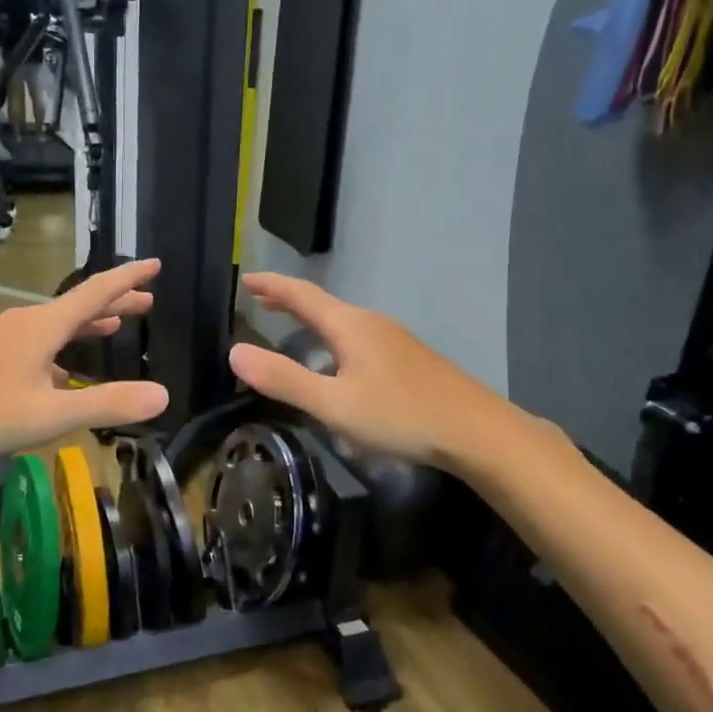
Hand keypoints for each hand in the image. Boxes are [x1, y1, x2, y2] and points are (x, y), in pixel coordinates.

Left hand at [0, 259, 168, 463]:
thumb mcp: (51, 414)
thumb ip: (107, 404)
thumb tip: (162, 394)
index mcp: (43, 326)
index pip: (96, 292)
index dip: (129, 278)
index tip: (155, 264)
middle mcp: (25, 322)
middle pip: (78, 306)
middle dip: (114, 302)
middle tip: (147, 301)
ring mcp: (3, 338)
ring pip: (57, 324)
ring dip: (89, 324)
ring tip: (115, 326)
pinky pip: (38, 342)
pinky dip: (63, 347)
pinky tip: (65, 371)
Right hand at [228, 273, 513, 470]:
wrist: (477, 432)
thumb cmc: (400, 414)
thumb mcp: (333, 404)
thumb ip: (284, 379)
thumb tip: (235, 351)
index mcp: (349, 325)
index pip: (301, 295)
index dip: (270, 286)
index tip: (244, 279)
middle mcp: (371, 323)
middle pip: (321, 304)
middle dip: (287, 300)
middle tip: (258, 299)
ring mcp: (394, 340)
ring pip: (341, 321)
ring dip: (310, 319)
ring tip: (289, 326)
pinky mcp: (408, 360)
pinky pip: (357, 337)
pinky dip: (331, 337)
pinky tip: (336, 359)